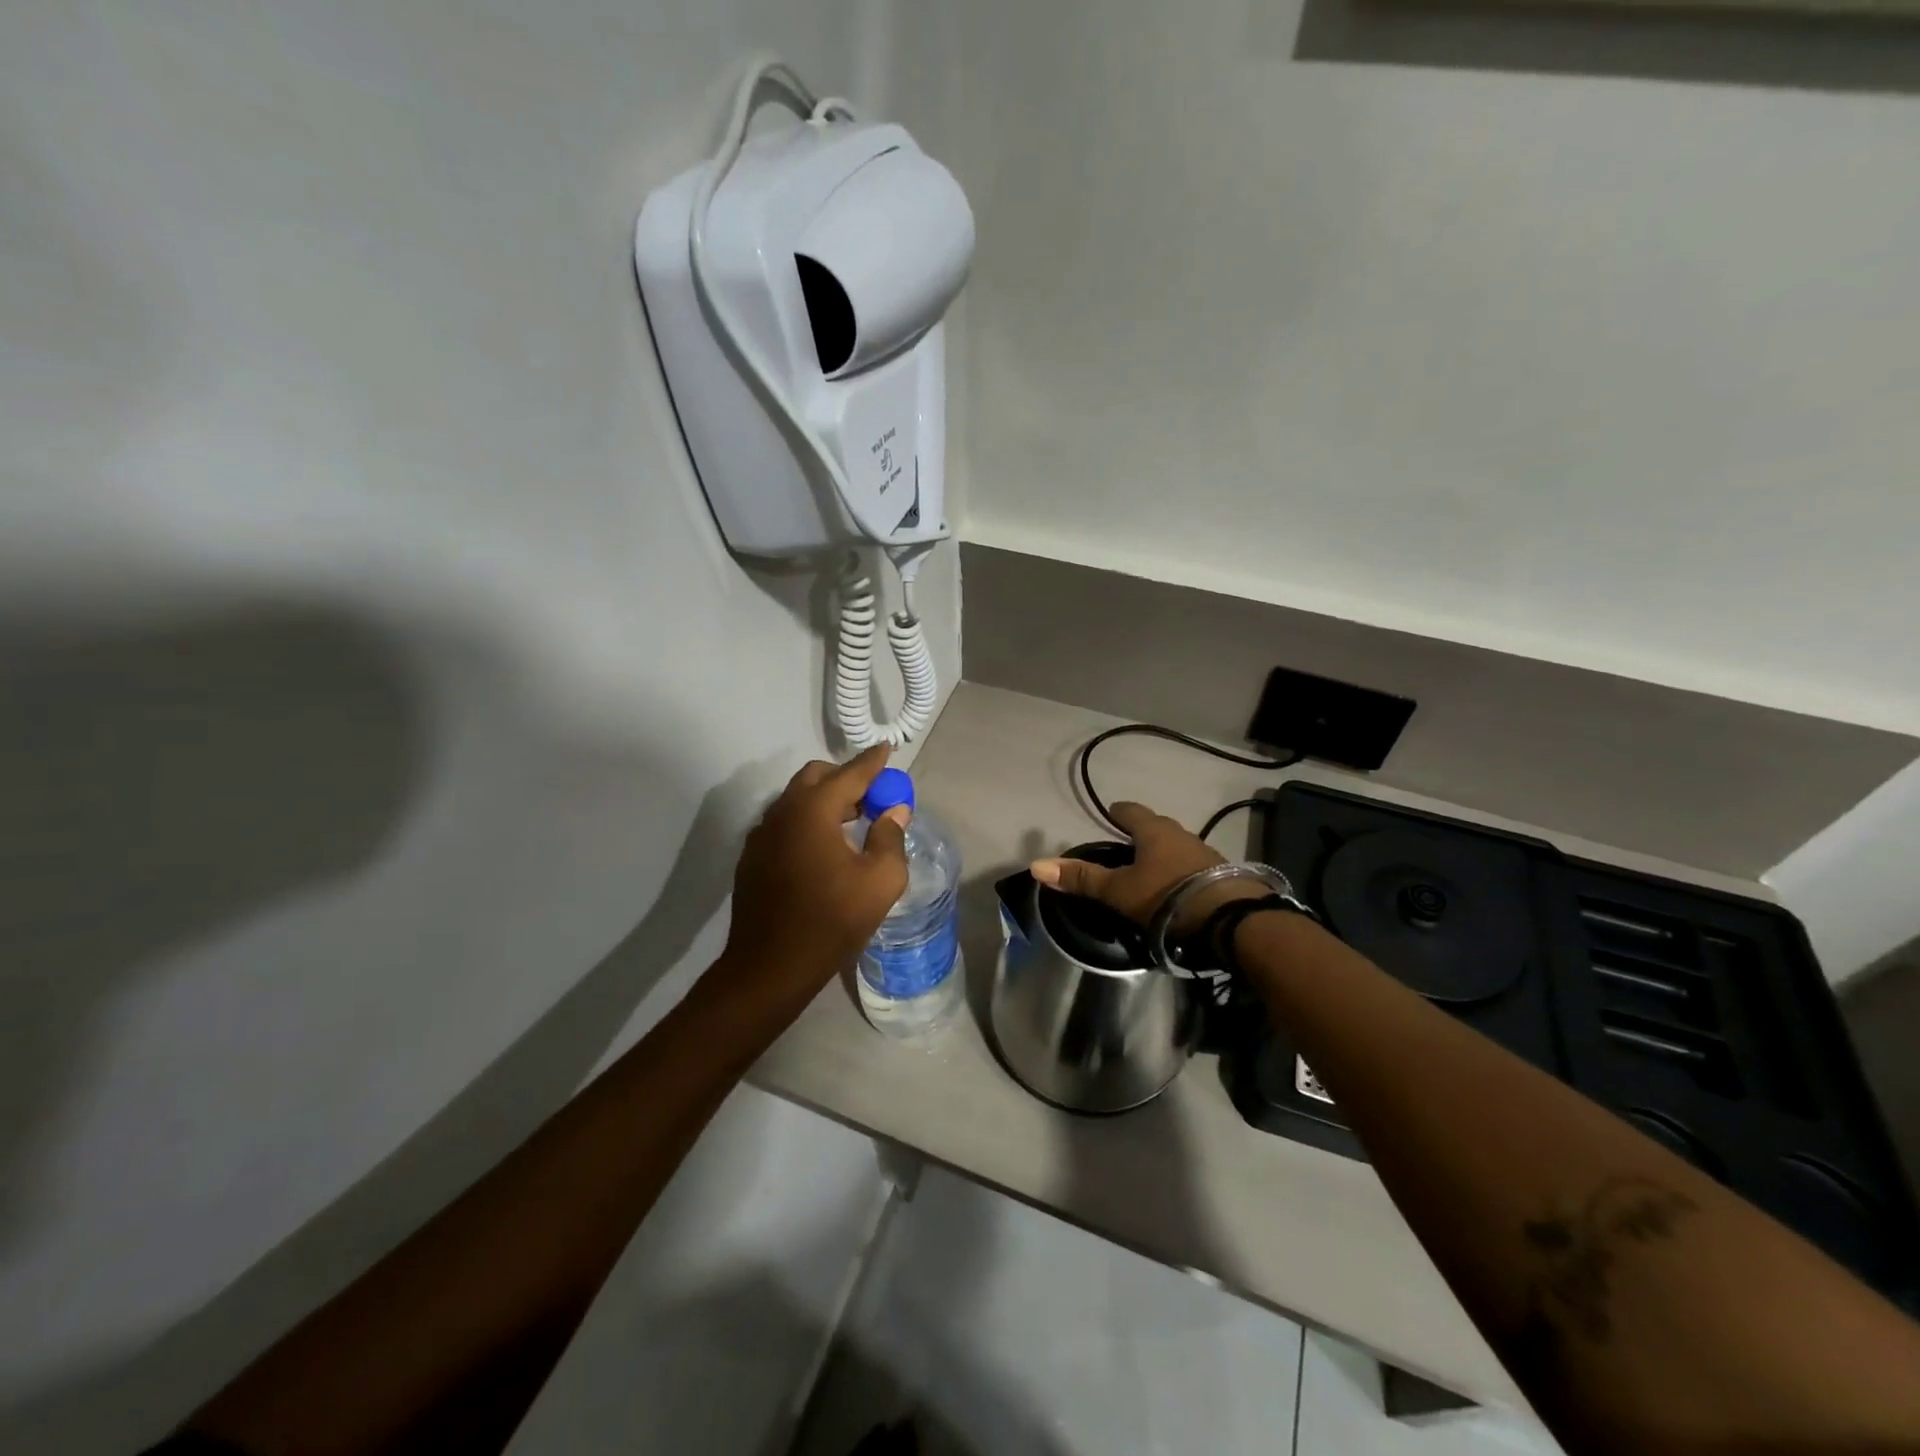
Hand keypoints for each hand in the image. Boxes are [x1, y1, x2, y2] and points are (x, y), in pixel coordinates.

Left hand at [714, 743, 910, 1015]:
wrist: (770, 966)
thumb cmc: (832, 920)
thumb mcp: (880, 881)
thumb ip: (890, 838)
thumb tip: (894, 811)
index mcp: (813, 811)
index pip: (850, 774)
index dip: (873, 762)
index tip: (888, 750)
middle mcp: (782, 812)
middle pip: (816, 778)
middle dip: (846, 779)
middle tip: (872, 798)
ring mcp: (761, 834)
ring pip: (796, 800)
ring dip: (825, 801)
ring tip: (851, 824)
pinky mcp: (752, 857)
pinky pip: (784, 824)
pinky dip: (807, 822)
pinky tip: (822, 850)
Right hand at [1030, 800, 1263, 931]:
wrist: (1231, 918)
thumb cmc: (1167, 896)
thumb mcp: (1118, 891)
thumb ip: (1081, 879)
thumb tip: (1037, 865)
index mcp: (1153, 830)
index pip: (1130, 810)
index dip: (1118, 811)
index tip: (1111, 812)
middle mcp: (1181, 834)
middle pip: (1156, 827)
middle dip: (1142, 834)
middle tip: (1127, 847)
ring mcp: (1205, 853)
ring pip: (1177, 847)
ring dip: (1164, 854)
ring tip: (1151, 871)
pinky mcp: (1224, 875)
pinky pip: (1194, 866)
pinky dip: (1182, 873)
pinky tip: (1178, 890)